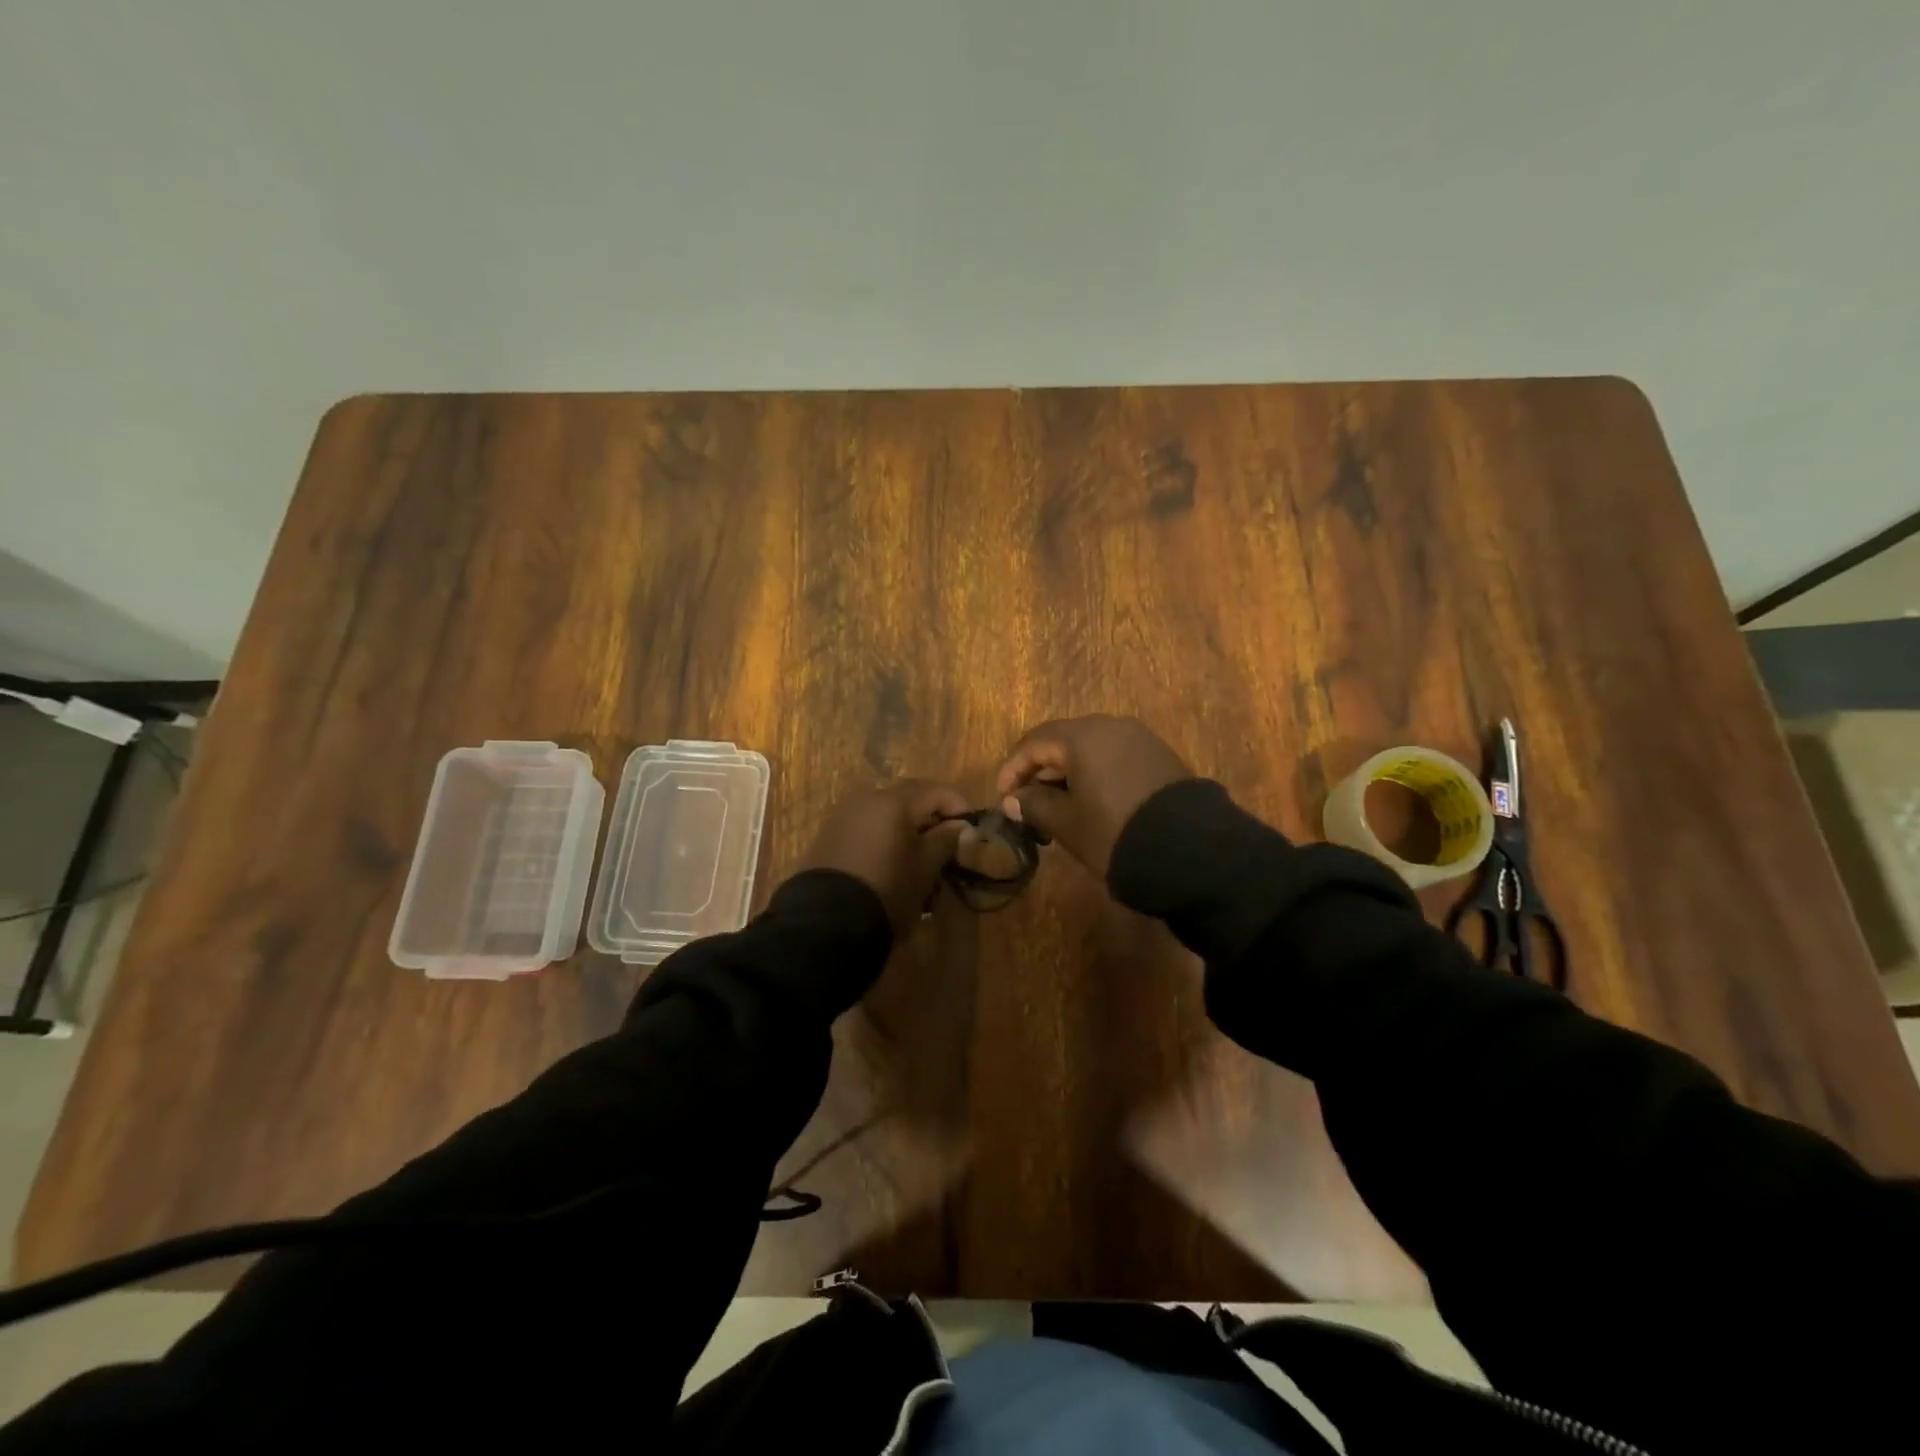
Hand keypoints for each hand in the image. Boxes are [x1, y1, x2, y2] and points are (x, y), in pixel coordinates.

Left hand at [801, 780, 969, 933]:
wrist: (827, 919)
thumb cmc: (887, 888)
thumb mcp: (925, 867)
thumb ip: (946, 840)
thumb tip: (961, 825)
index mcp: (893, 801)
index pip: (935, 791)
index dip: (958, 804)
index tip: (972, 825)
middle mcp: (867, 799)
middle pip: (908, 797)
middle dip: (932, 813)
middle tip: (949, 837)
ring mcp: (844, 815)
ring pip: (886, 811)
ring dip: (907, 824)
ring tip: (920, 852)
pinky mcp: (829, 835)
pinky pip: (866, 825)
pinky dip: (885, 834)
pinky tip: (892, 858)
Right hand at [995, 715, 1190, 876]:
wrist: (1189, 850)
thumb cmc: (1113, 832)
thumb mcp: (1066, 823)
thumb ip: (1034, 805)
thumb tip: (1013, 799)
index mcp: (1083, 735)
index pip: (1034, 743)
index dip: (1011, 770)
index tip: (1002, 799)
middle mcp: (1111, 726)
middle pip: (1063, 742)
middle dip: (1040, 772)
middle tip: (1028, 805)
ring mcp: (1140, 739)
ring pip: (1090, 750)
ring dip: (1068, 775)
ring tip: (1058, 809)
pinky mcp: (1160, 757)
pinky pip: (1115, 759)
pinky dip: (1095, 776)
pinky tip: (1092, 804)